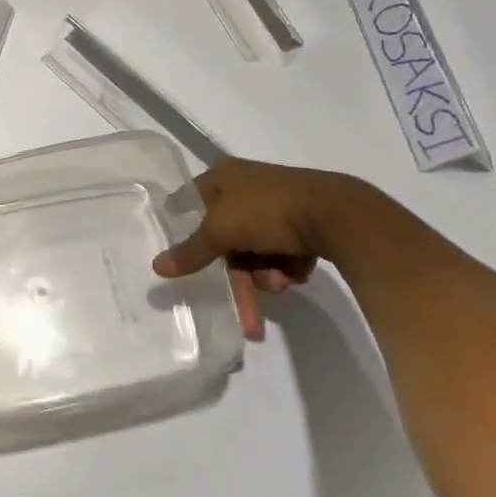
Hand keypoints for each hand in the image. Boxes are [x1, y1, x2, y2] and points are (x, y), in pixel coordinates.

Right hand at [153, 158, 369, 340]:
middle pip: (228, 238)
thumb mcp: (221, 230)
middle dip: (239, 278)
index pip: (191, 202)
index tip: (182, 260)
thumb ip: (191, 251)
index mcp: (223, 177)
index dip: (183, 229)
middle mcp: (247, 187)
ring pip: (257, 252)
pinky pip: (283, 253)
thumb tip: (156, 267)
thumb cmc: (269, 211)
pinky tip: (297, 273)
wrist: (339, 215)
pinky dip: (286, 268)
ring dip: (264, 275)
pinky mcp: (304, 224)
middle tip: (247, 318)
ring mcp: (277, 206)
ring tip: (281, 284)